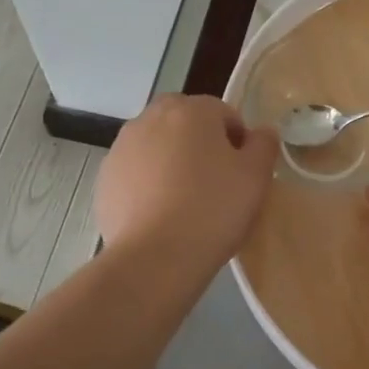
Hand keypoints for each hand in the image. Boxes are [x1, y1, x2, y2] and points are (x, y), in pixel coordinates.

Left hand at [96, 94, 278, 272]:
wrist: (155, 257)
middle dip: (199, 143)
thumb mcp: (256, 176)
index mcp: (191, 110)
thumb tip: (261, 132)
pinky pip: (136, 172)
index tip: (242, 173)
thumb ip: (263, 144)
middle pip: (184, 122)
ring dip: (171, 161)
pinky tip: (160, 214)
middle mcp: (151, 118)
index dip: (238, 142)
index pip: (224, 113)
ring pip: (157, 145)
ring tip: (185, 201)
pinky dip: (148, 184)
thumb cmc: (213, 209)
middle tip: (214, 182)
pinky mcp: (104, 179)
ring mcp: (122, 148)